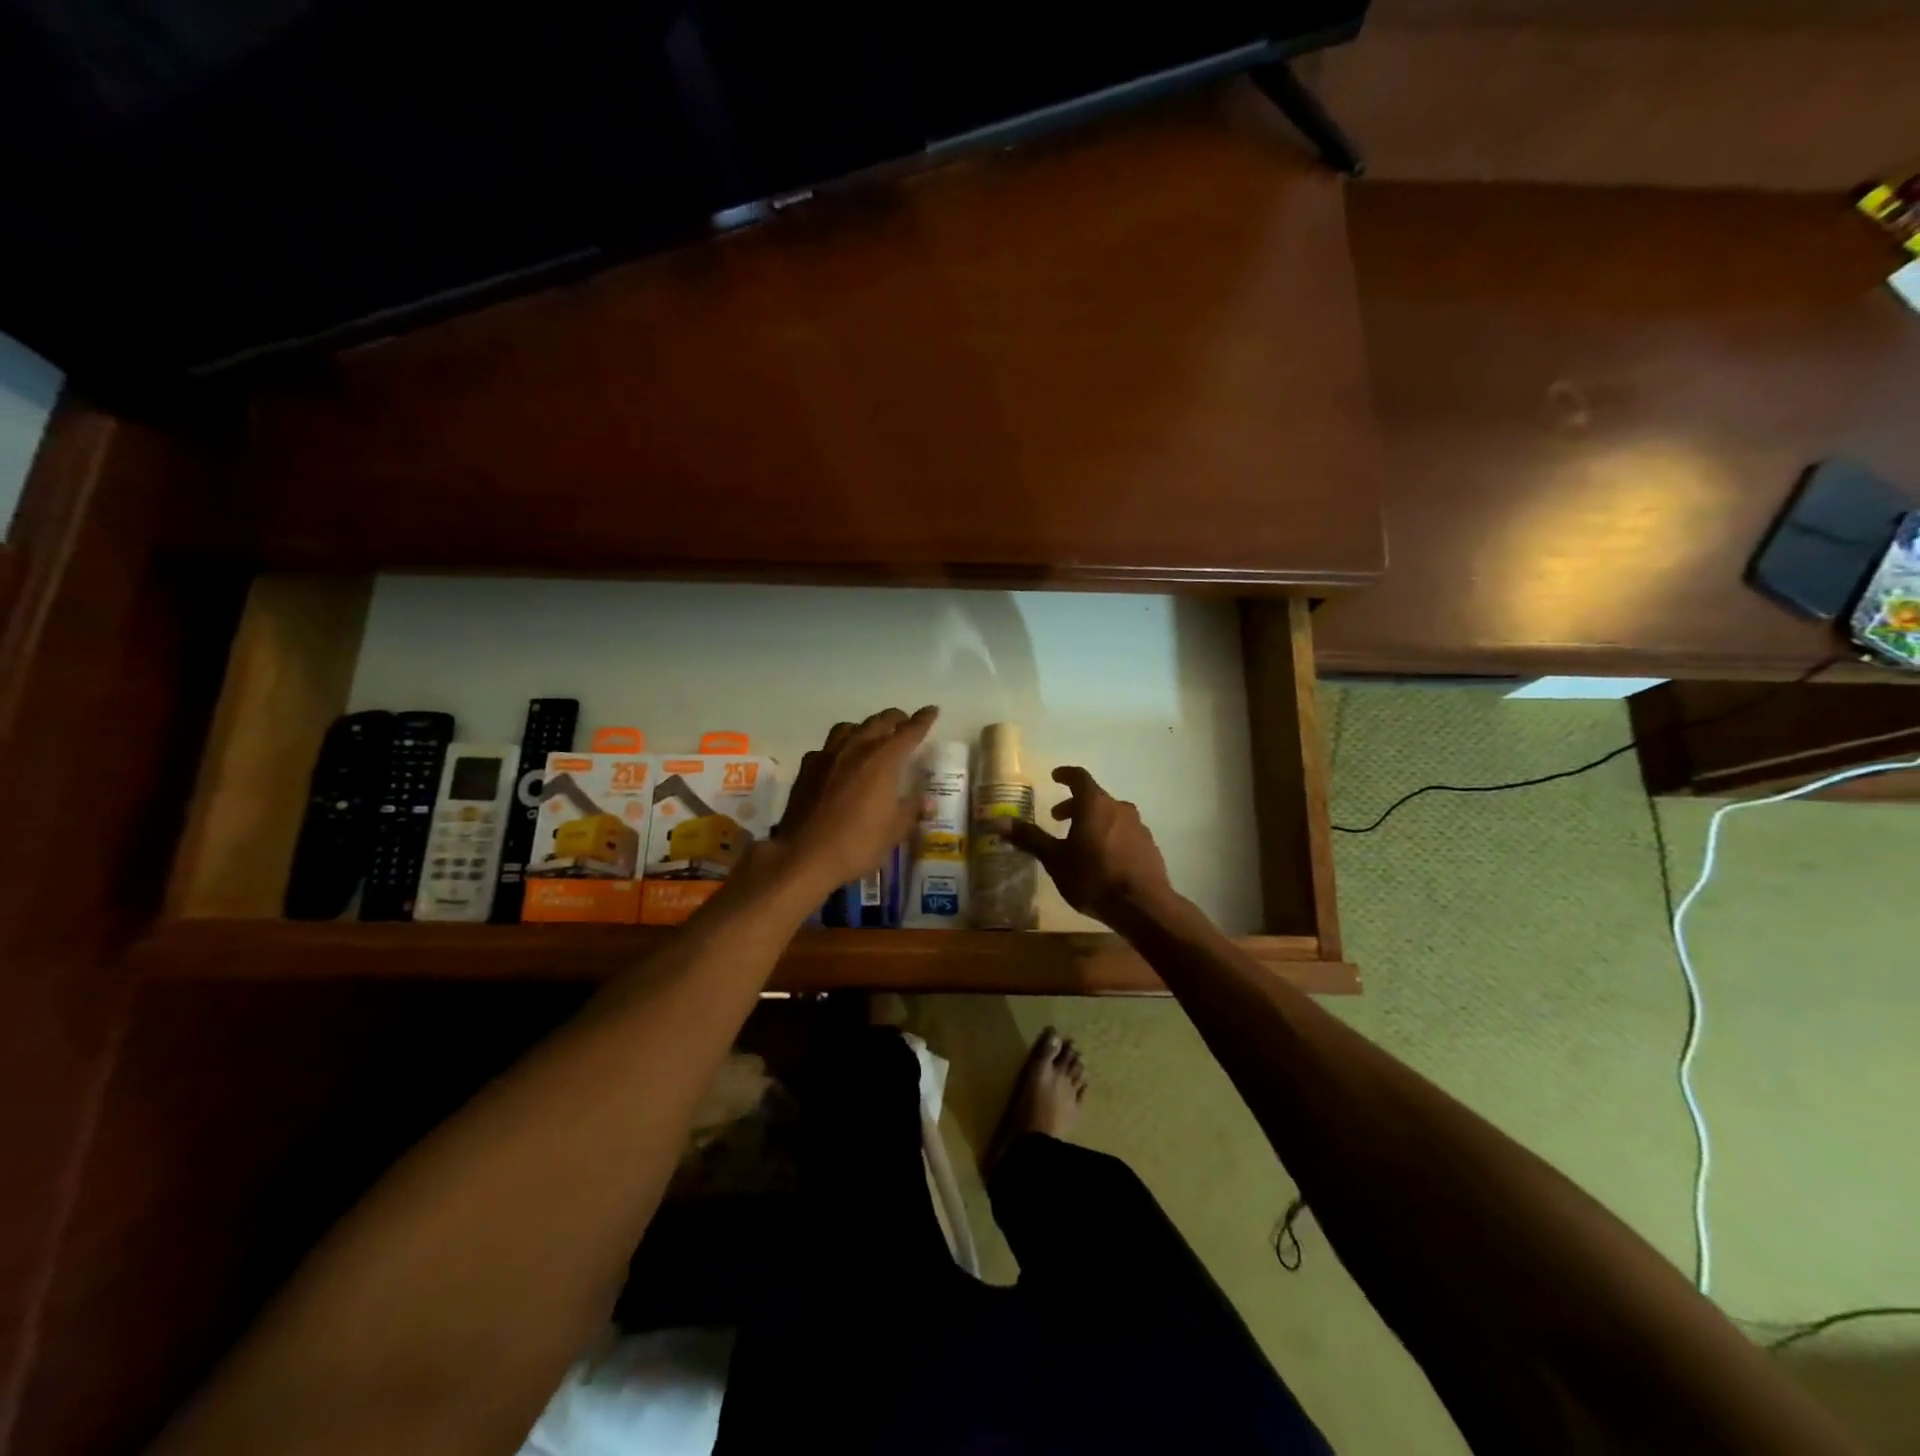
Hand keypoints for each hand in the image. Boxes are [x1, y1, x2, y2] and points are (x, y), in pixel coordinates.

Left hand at [772, 707, 938, 895]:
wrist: (804, 855)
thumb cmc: (857, 843)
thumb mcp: (894, 831)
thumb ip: (912, 810)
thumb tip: (927, 801)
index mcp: (883, 759)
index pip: (909, 731)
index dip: (923, 720)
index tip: (932, 710)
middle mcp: (856, 748)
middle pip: (879, 722)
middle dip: (895, 719)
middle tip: (904, 723)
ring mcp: (828, 755)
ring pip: (849, 728)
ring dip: (865, 728)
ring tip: (871, 737)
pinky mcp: (807, 768)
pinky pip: (827, 748)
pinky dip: (839, 748)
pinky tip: (839, 762)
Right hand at [1006, 767, 1174, 926]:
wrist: (1142, 906)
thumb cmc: (1093, 877)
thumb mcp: (1055, 859)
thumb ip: (1029, 838)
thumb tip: (998, 821)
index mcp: (1095, 804)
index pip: (1079, 777)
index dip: (1065, 775)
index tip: (1055, 777)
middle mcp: (1119, 808)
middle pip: (1095, 798)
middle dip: (1074, 805)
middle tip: (1058, 819)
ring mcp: (1138, 826)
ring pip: (1111, 815)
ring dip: (1093, 821)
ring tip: (1080, 842)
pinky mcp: (1149, 846)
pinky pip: (1125, 833)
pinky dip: (1110, 836)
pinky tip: (1104, 858)